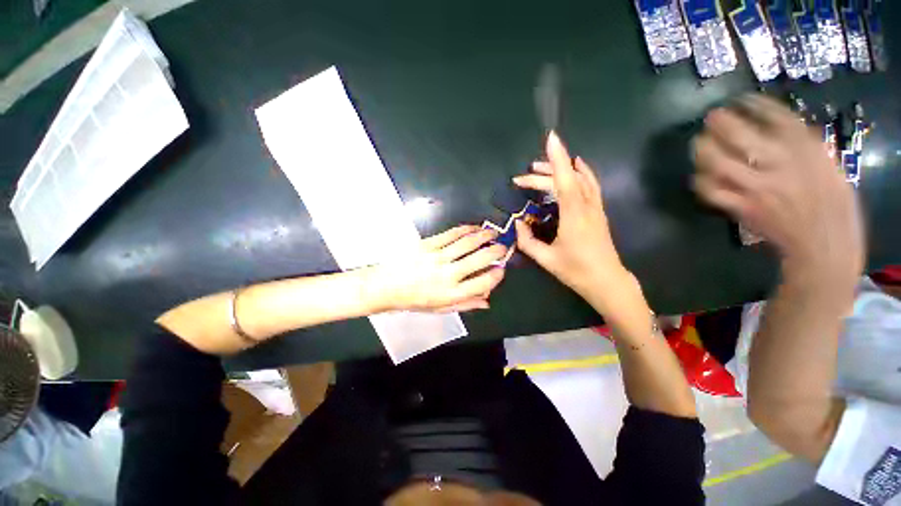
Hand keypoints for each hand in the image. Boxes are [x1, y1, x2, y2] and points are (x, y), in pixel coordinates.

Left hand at [374, 225, 506, 312]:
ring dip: (484, 236)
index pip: (483, 282)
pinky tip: (473, 228)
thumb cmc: (414, 300)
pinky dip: (466, 229)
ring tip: (492, 233)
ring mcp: (438, 257)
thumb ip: (465, 305)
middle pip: (480, 259)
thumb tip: (487, 301)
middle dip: (496, 251)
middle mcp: (448, 274)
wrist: (385, 286)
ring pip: (467, 243)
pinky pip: (451, 234)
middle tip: (503, 247)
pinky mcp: (428, 244)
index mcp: (452, 294)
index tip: (501, 269)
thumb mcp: (440, 308)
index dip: (496, 275)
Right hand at [512, 131, 631, 304]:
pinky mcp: (598, 211)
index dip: (557, 159)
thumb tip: (517, 224)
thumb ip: (527, 241)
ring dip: (561, 169)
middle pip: (566, 180)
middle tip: (520, 179)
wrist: (607, 281)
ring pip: (581, 178)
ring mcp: (595, 207)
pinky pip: (590, 184)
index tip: (550, 139)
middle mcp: (587, 207)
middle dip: (542, 174)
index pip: (565, 181)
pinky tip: (574, 167)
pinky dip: (580, 172)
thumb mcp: (546, 259)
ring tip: (539, 167)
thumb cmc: (575, 271)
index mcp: (573, 217)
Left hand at [693, 94, 863, 284]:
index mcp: (807, 152)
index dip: (755, 105)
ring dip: (704, 151)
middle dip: (721, 124)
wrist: (823, 243)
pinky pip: (713, 193)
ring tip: (697, 142)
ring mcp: (758, 189)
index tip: (741, 99)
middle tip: (710, 117)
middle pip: (742, 138)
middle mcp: (781, 166)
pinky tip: (697, 174)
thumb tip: (770, 129)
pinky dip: (701, 182)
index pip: (778, 118)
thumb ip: (800, 146)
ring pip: (721, 164)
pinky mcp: (743, 208)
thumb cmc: (831, 202)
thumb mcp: (825, 165)